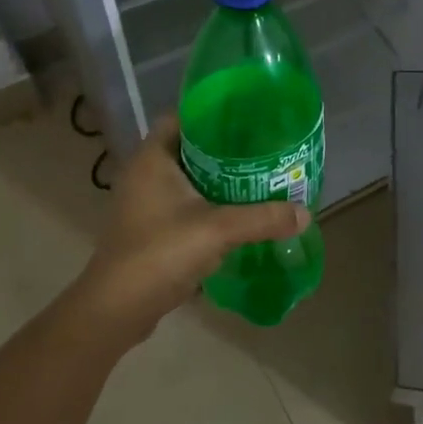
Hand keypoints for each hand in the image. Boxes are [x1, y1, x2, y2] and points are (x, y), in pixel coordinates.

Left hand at [72, 113, 309, 339]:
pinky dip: (208, 204)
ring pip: (188, 179)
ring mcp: (144, 204)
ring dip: (218, 179)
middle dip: (223, 149)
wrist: (117, 309)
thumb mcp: (217, 230)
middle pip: (188, 148)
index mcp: (152, 158)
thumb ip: (262, 218)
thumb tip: (306, 213)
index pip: (181, 118)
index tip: (246, 119)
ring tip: (257, 178)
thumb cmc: (160, 252)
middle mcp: (145, 174)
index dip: (212, 114)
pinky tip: (238, 213)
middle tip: (261, 149)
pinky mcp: (150, 229)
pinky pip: (184, 205)